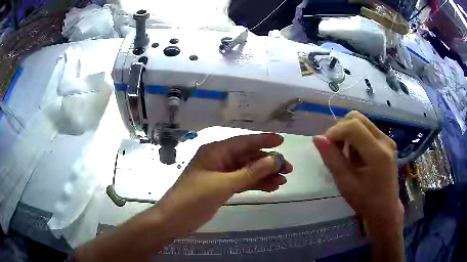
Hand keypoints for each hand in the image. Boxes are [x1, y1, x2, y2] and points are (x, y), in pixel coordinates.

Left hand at [151, 133, 292, 237]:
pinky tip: (270, 187)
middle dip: (268, 162)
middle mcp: (219, 159)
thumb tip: (274, 159)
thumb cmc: (195, 198)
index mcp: (215, 151)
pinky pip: (242, 181)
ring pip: (247, 170)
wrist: (174, 219)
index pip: (243, 142)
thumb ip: (250, 172)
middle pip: (248, 157)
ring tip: (283, 180)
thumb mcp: (224, 184)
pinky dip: (255, 184)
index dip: (263, 140)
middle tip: (288, 169)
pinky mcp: (221, 187)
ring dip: (264, 174)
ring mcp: (220, 174)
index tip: (282, 140)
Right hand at [313, 111, 402, 240]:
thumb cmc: (365, 200)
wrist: (385, 209)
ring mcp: (387, 140)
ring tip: (344, 153)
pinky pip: (367, 129)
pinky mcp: (387, 142)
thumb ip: (332, 159)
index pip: (353, 126)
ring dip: (348, 132)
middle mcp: (384, 141)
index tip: (325, 145)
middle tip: (334, 147)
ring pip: (362, 122)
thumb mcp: (346, 183)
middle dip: (341, 129)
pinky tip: (355, 154)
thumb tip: (317, 138)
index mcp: (377, 153)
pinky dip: (356, 136)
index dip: (335, 131)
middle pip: (357, 118)